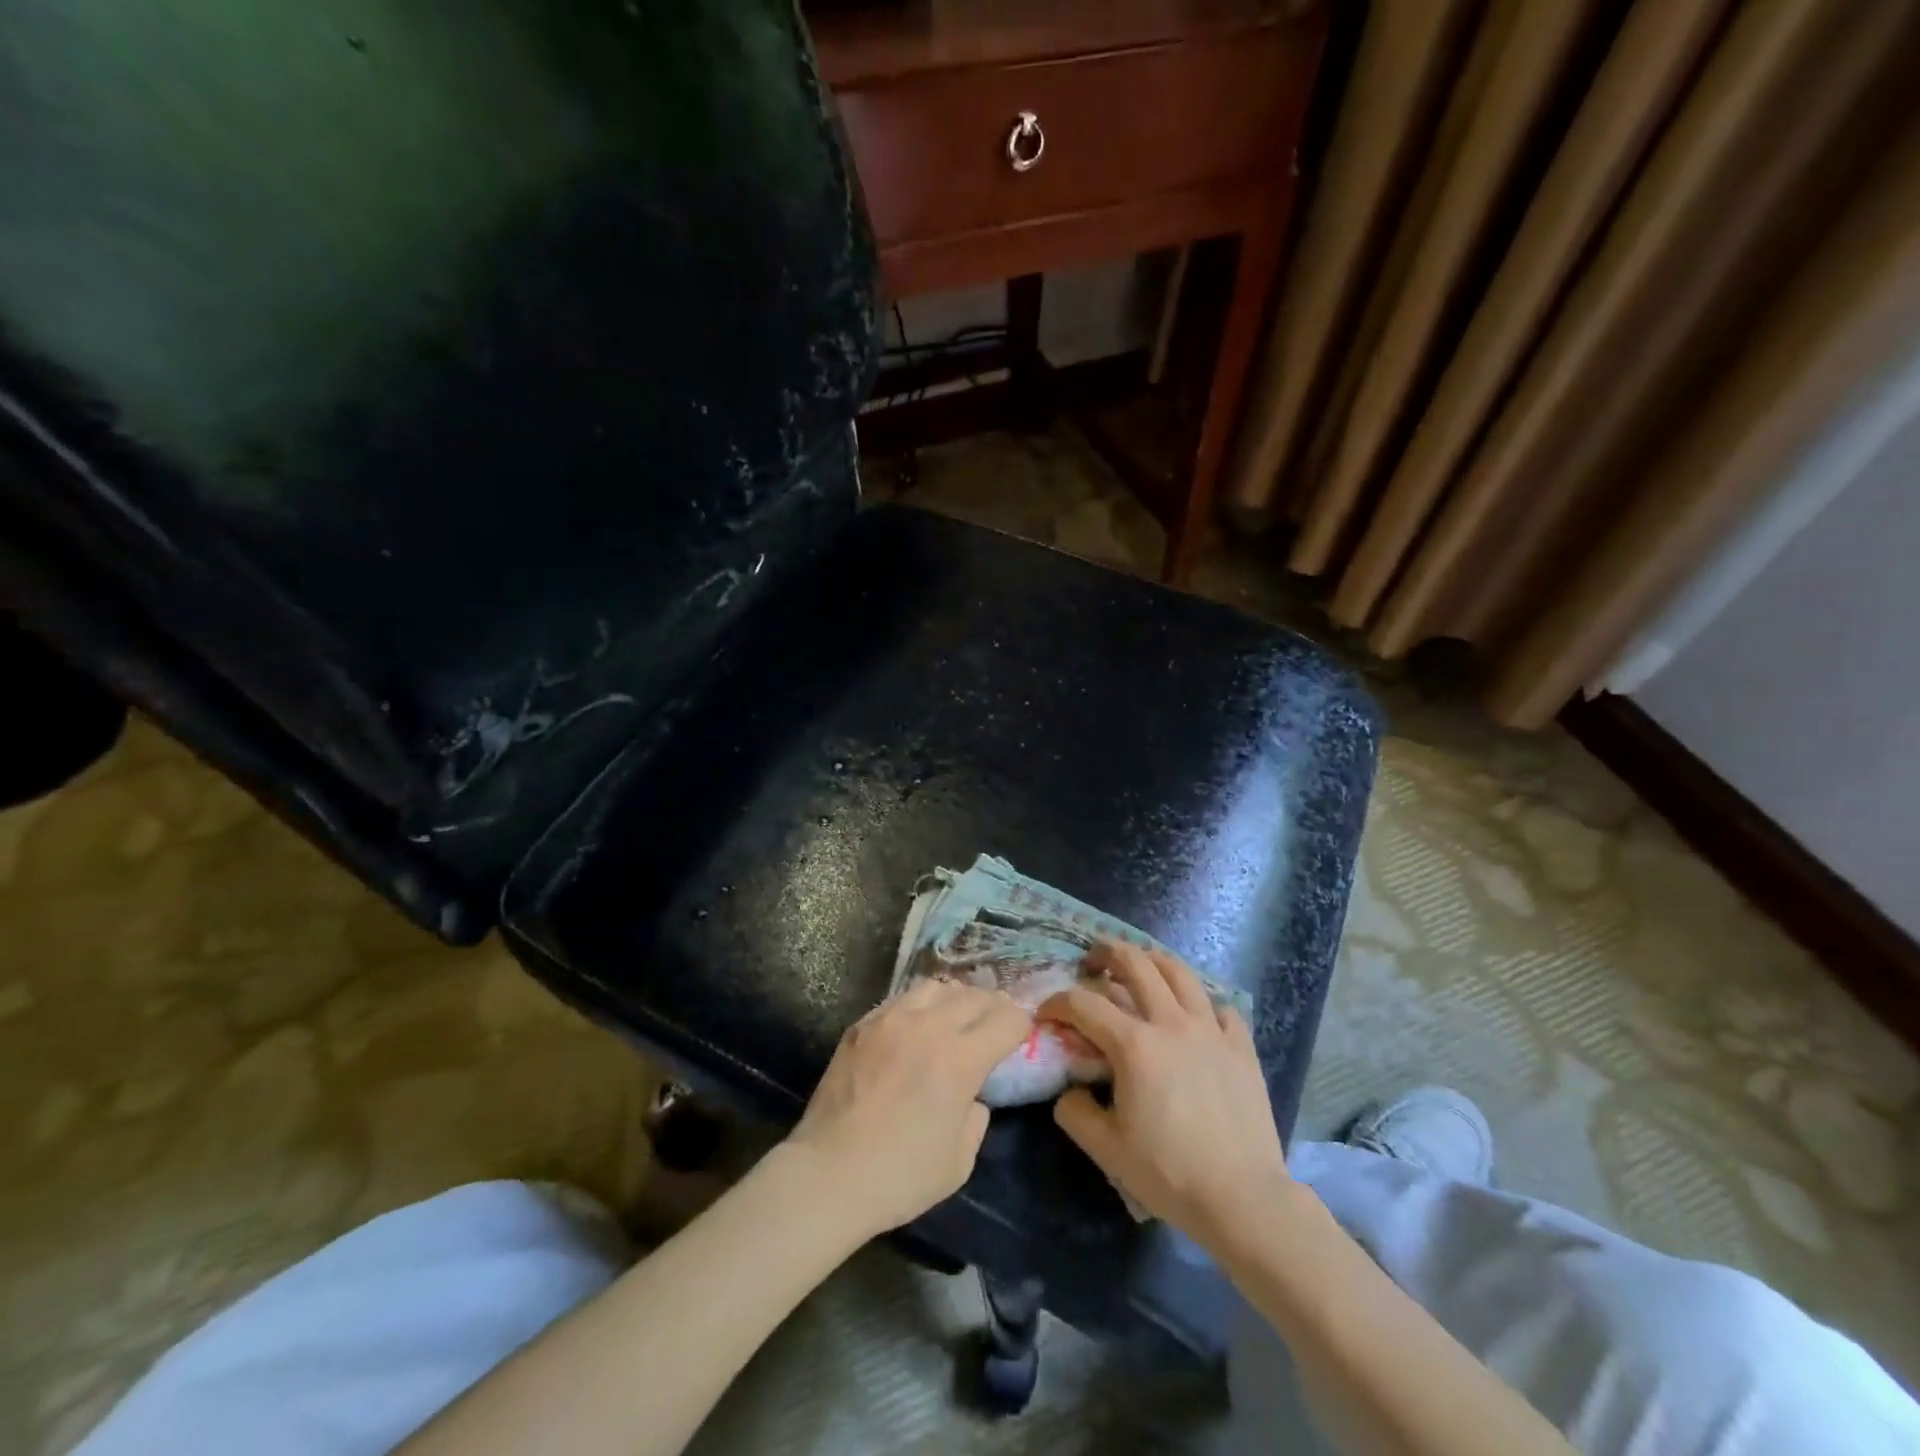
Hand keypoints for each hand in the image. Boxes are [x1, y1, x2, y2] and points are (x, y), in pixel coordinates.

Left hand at [784, 979, 1030, 1238]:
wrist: (828, 1175)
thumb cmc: (900, 1176)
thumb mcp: (959, 1161)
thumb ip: (976, 1117)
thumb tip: (973, 1095)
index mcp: (960, 1059)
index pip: (1006, 1020)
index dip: (1021, 1026)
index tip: (1021, 1036)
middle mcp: (929, 1027)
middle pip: (974, 995)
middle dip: (994, 1006)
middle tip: (996, 1022)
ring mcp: (891, 1019)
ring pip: (936, 987)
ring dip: (955, 999)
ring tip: (955, 1017)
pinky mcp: (862, 1024)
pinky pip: (901, 999)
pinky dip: (919, 1006)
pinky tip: (916, 1027)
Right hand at [1040, 941, 1294, 1250]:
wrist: (1242, 1198)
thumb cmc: (1169, 1173)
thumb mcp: (1105, 1149)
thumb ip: (1075, 1112)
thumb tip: (1069, 1091)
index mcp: (1134, 1045)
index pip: (1084, 1004)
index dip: (1057, 1002)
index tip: (1046, 1014)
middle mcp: (1171, 1023)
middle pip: (1135, 964)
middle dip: (1107, 952)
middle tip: (1093, 960)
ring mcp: (1211, 1030)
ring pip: (1180, 972)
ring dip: (1153, 960)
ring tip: (1142, 965)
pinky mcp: (1241, 1046)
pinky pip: (1221, 1007)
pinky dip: (1203, 1002)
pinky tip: (1196, 1014)